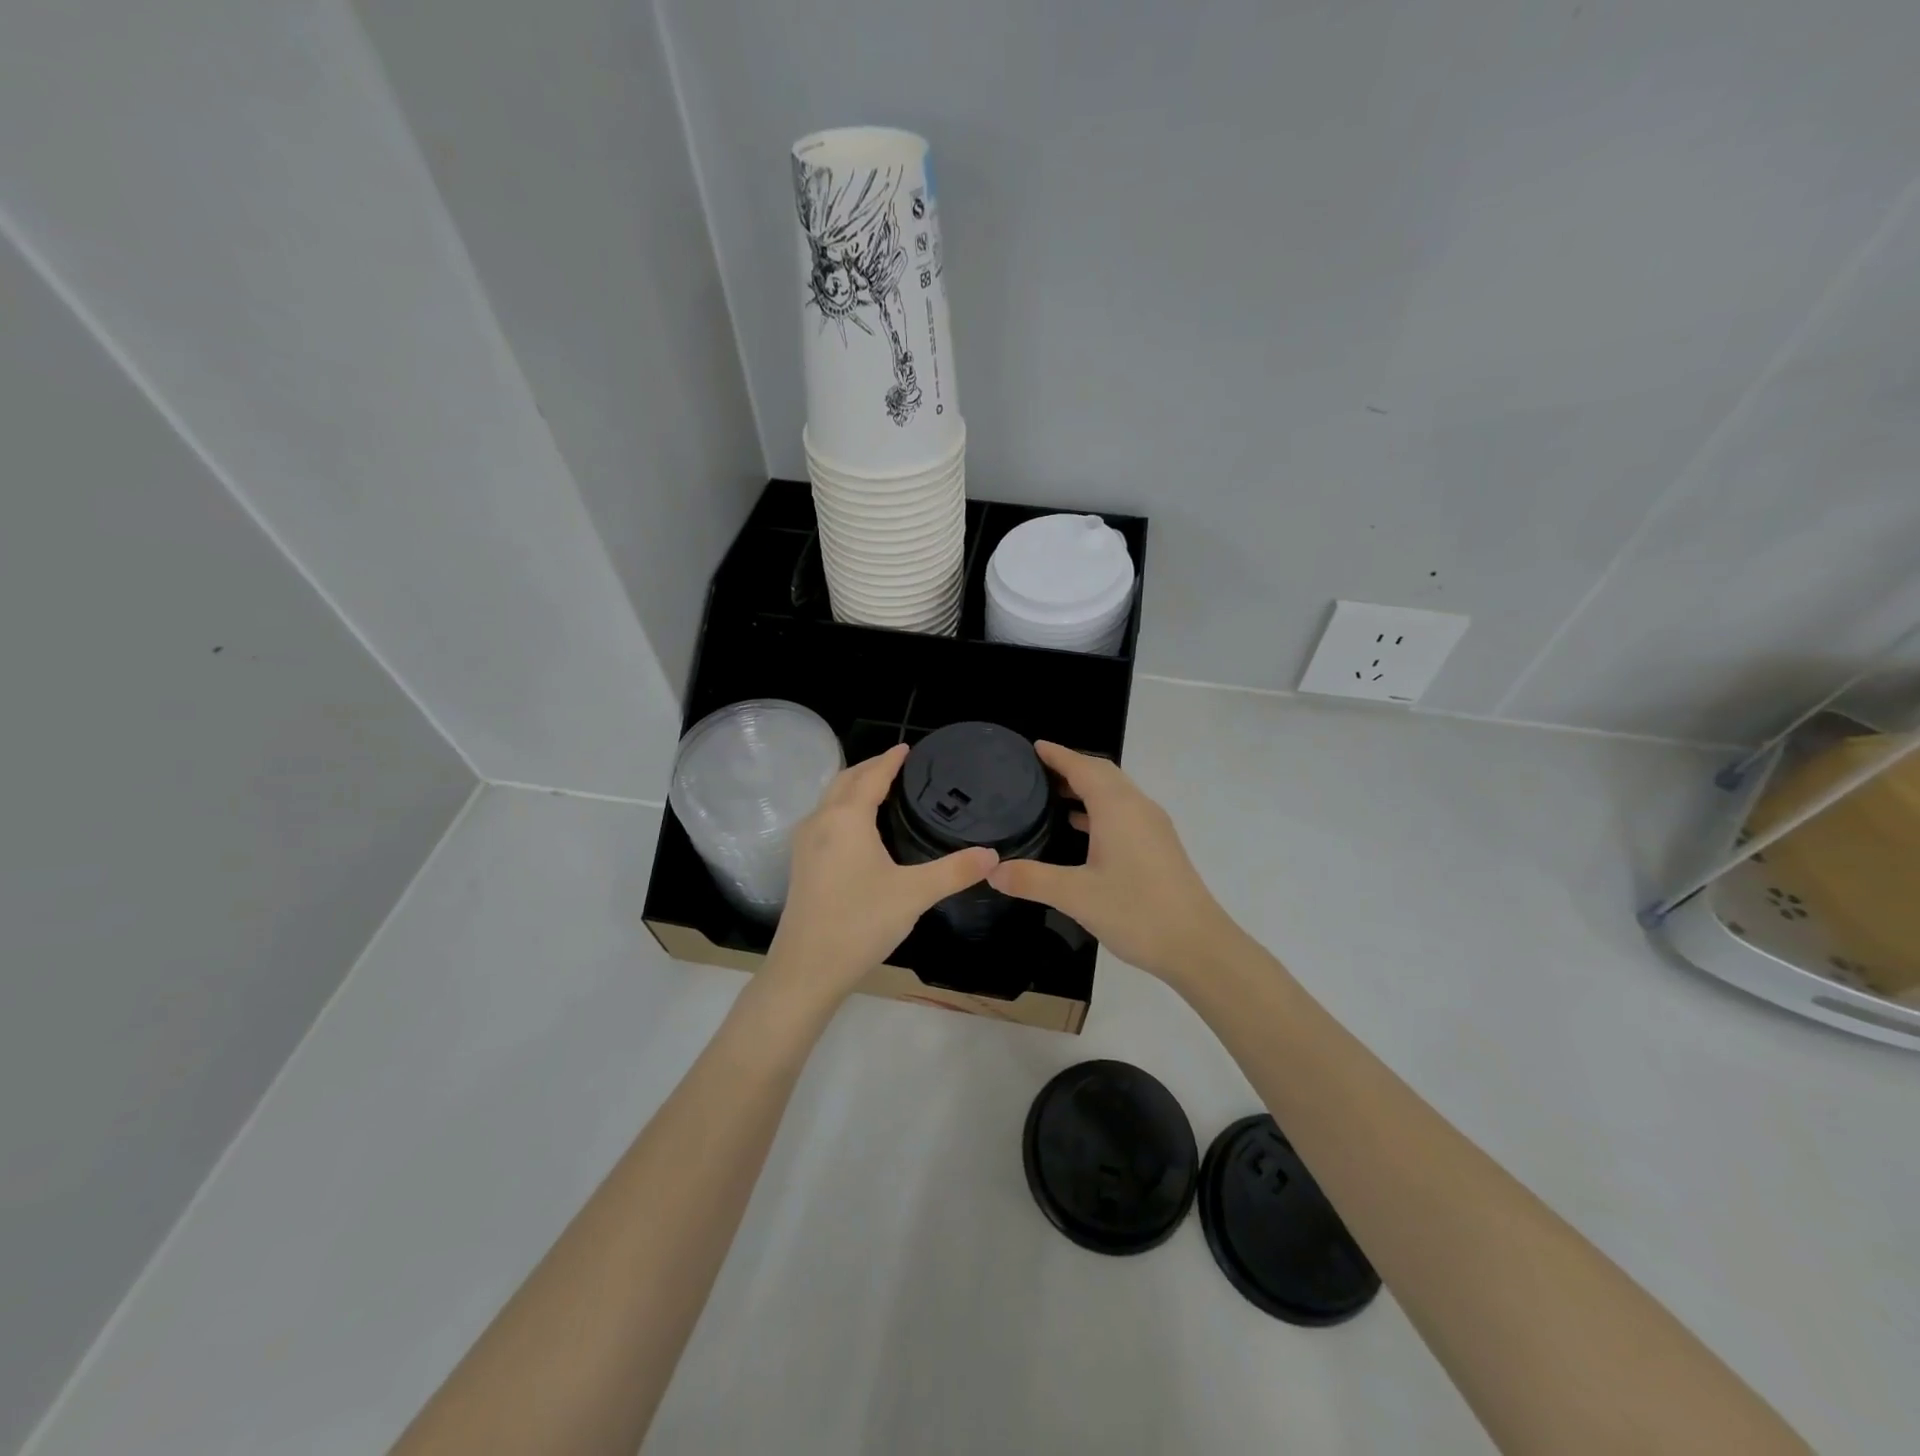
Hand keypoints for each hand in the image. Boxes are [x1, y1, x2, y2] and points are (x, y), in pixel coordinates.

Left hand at [766, 744, 997, 1005]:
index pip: (871, 776)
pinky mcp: (801, 865)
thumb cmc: (860, 923)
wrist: (806, 968)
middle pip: (845, 780)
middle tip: (898, 765)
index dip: (891, 760)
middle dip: (870, 768)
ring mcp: (805, 843)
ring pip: (830, 800)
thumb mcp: (914, 894)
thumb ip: (954, 871)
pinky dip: (843, 808)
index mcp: (846, 818)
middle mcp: (820, 822)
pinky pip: (824, 819)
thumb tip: (993, 854)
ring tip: (880, 789)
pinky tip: (858, 829)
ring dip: (853, 787)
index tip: (907, 748)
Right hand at [988, 742, 1238, 986]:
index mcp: (1117, 808)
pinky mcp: (1159, 845)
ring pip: (1115, 793)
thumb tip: (992, 871)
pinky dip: (1099, 808)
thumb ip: (1032, 879)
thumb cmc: (1136, 912)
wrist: (1197, 945)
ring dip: (1086, 787)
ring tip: (1051, 796)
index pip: (1083, 767)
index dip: (1057, 755)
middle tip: (1036, 771)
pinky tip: (1081, 827)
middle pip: (1102, 774)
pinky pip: (1124, 811)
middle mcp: (1137, 807)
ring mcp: (1152, 826)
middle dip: (1071, 767)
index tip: (1033, 747)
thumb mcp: (1075, 895)